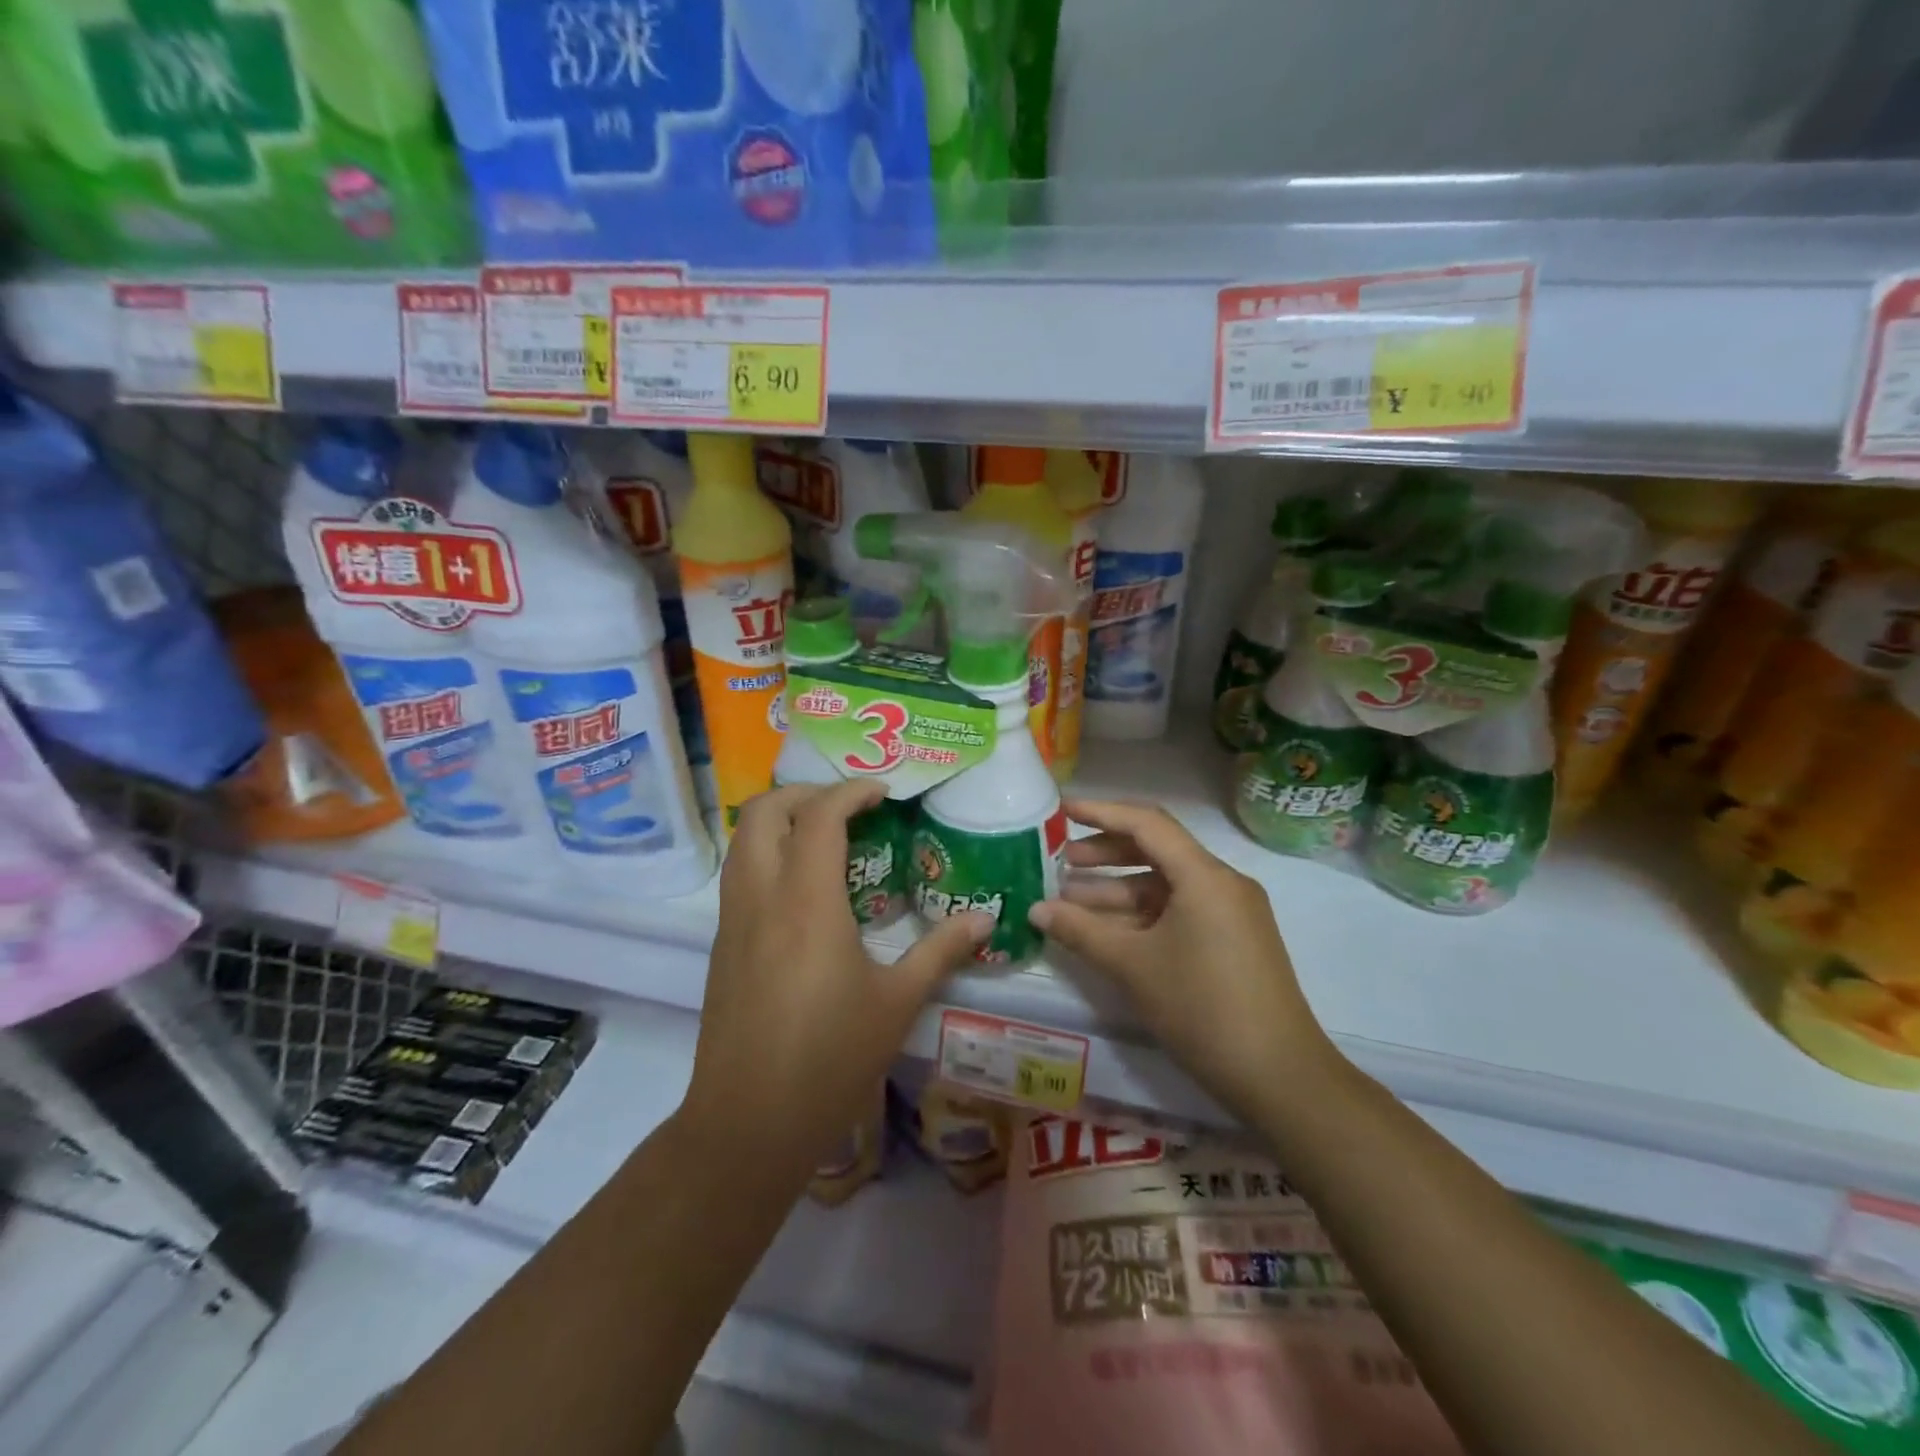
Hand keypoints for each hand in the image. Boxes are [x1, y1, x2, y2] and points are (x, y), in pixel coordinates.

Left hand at [680, 779, 990, 1186]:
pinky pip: (738, 873)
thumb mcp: (897, 1002)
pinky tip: (804, 888)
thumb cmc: (831, 1058)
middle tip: (848, 807)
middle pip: (762, 811)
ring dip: (779, 820)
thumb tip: (985, 918)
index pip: (819, 816)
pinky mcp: (722, 944)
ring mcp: (733, 920)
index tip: (883, 794)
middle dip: (804, 793)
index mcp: (807, 902)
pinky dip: (767, 853)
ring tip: (826, 837)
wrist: (748, 1122)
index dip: (851, 792)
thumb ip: (942, 950)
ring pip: (742, 840)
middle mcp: (761, 896)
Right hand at [1030, 798, 1341, 1123]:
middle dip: (1106, 853)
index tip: (1063, 811)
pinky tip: (1108, 929)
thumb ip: (1080, 930)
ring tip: (1071, 899)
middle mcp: (1222, 883)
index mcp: (1204, 876)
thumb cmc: (1202, 1008)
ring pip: (1166, 885)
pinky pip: (1180, 910)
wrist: (1279, 1077)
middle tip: (1062, 862)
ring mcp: (1231, 912)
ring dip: (1119, 889)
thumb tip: (1035, 909)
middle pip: (1157, 850)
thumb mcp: (1133, 966)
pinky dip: (1143, 914)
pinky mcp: (1233, 940)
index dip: (1101, 812)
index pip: (1147, 824)